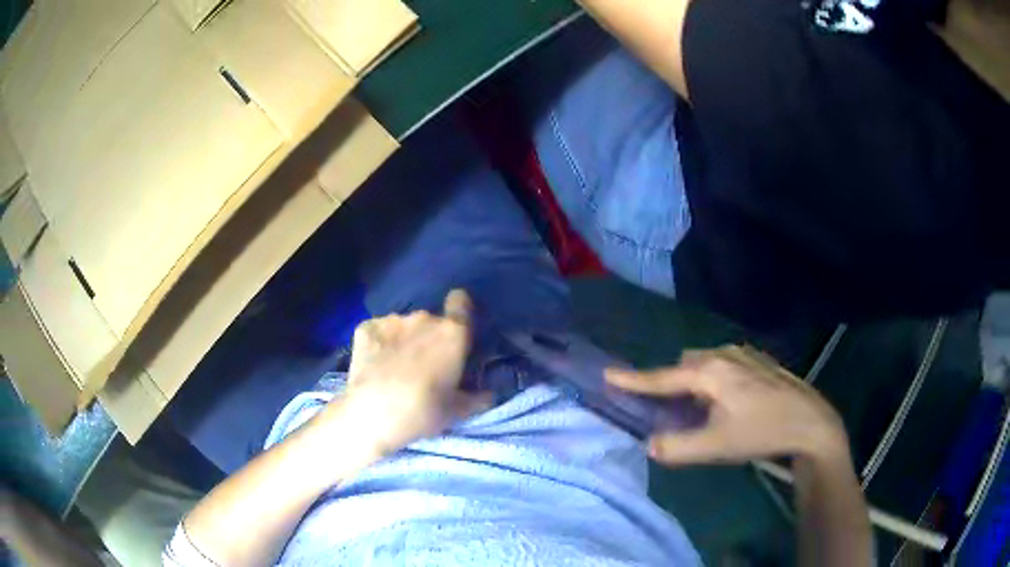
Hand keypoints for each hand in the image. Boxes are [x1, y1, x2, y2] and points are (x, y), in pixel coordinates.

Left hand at [328, 290, 489, 454]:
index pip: (461, 302)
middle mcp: (424, 318)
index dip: (460, 311)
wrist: (373, 414)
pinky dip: (378, 344)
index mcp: (452, 333)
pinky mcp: (366, 327)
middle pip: (431, 321)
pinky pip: (378, 331)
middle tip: (425, 367)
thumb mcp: (458, 411)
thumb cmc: (424, 411)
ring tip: (395, 369)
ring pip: (403, 326)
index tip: (457, 330)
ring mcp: (391, 320)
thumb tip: (489, 394)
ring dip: (403, 341)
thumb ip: (477, 398)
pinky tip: (375, 366)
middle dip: (429, 338)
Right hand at [607, 345, 848, 466]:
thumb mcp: (716, 446)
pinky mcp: (758, 360)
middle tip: (670, 411)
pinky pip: (724, 363)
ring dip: (695, 381)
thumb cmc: (761, 432)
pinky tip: (729, 401)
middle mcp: (724, 355)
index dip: (634, 379)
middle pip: (684, 365)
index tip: (608, 374)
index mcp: (710, 373)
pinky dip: (714, 378)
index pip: (662, 377)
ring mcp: (744, 354)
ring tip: (701, 409)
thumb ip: (677, 447)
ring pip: (706, 363)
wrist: (810, 421)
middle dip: (672, 383)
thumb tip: (650, 444)